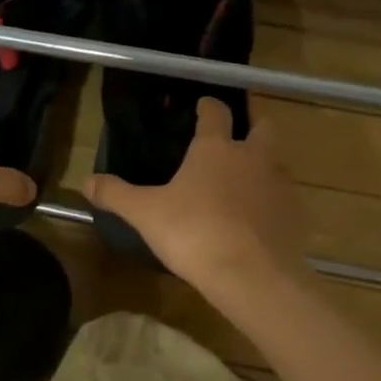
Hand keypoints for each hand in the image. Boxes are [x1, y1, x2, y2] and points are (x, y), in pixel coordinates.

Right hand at [87, 98, 307, 292]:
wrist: (252, 276)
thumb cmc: (194, 233)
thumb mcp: (145, 214)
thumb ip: (116, 194)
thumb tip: (86, 182)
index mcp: (216, 149)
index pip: (216, 113)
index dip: (209, 106)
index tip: (203, 105)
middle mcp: (253, 157)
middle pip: (263, 127)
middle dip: (254, 123)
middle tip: (240, 130)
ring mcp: (279, 185)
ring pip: (277, 162)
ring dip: (264, 164)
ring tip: (245, 180)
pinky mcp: (294, 215)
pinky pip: (284, 198)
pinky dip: (272, 201)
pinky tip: (257, 219)